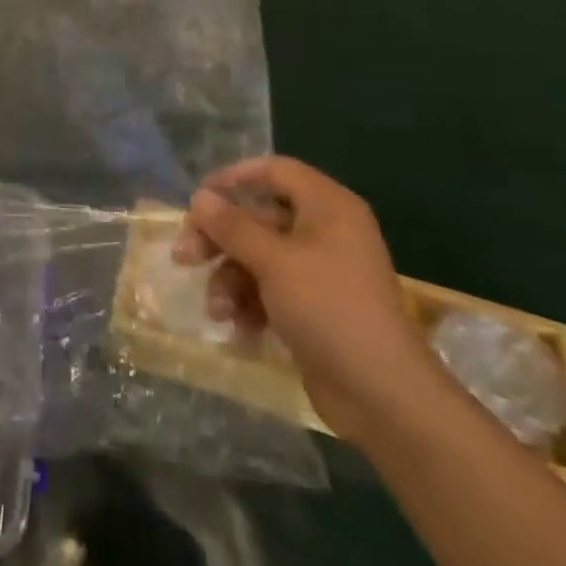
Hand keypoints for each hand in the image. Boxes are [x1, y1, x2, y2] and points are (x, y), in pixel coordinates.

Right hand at [174, 154, 446, 446]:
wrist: (381, 394)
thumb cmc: (328, 309)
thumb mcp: (273, 262)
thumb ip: (232, 226)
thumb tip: (199, 196)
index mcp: (327, 207)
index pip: (275, 171)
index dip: (235, 178)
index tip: (199, 198)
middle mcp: (325, 231)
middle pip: (258, 217)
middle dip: (219, 239)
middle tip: (184, 256)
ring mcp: (319, 271)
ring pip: (258, 257)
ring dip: (230, 280)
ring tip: (217, 310)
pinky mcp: (313, 307)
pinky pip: (270, 290)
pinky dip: (249, 304)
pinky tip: (238, 329)